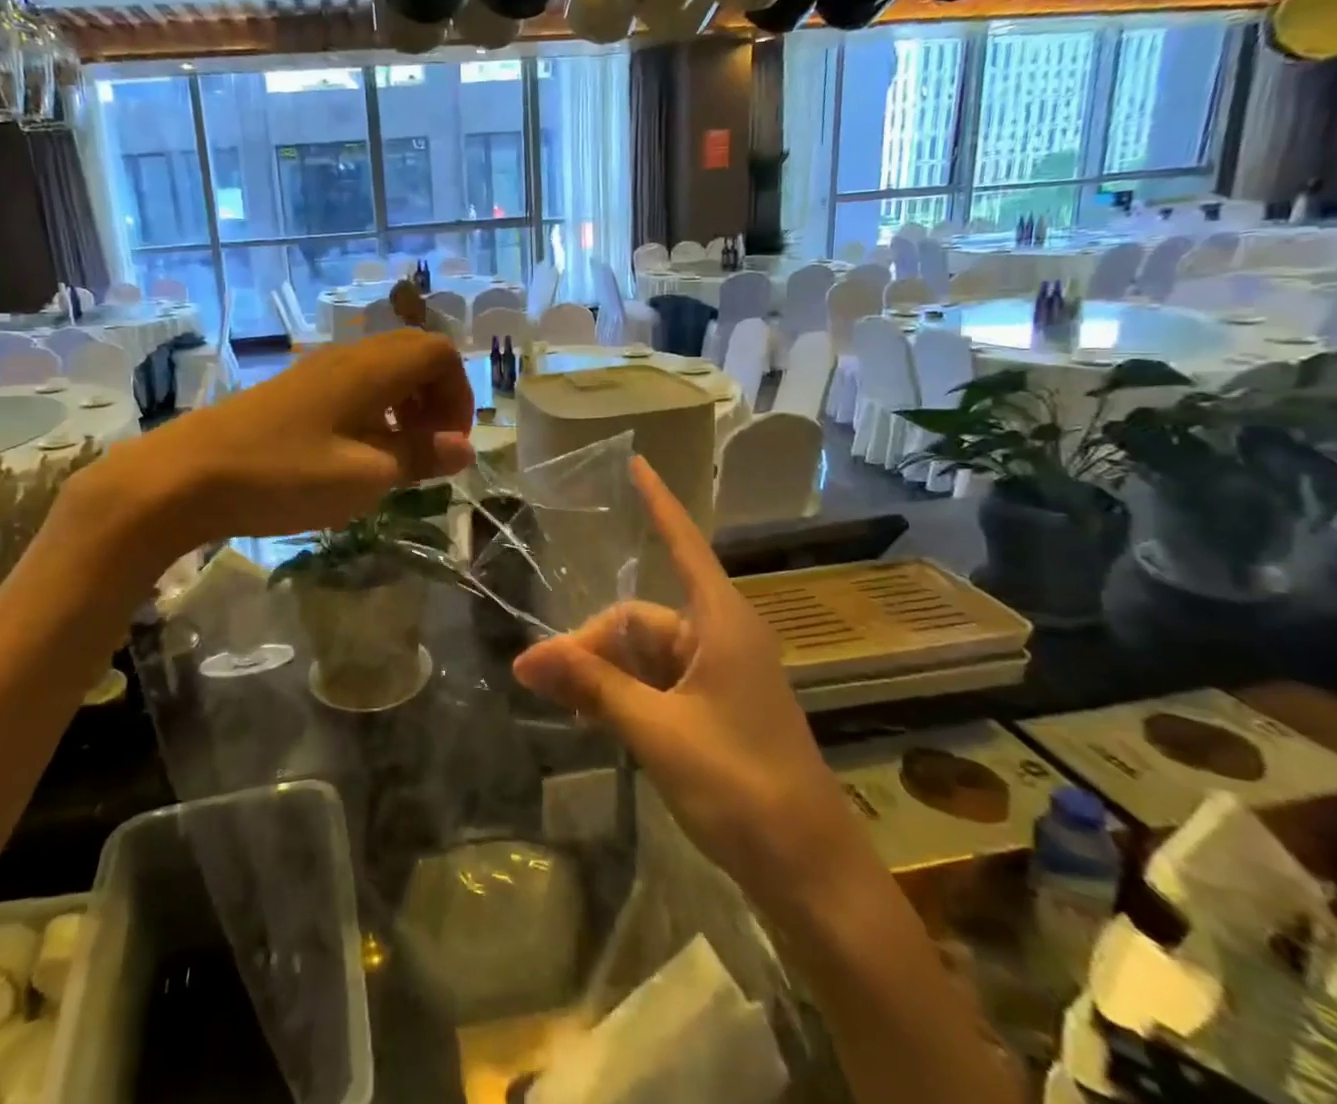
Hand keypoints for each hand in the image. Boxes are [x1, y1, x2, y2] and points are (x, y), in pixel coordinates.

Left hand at [66, 330, 474, 550]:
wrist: (186, 476)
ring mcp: (315, 371)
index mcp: (371, 369)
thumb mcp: (365, 476)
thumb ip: (419, 457)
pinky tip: (353, 455)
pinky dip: (372, 412)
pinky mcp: (292, 391)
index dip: (458, 394)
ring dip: (403, 406)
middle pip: (413, 355)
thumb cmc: (285, 474)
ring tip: (394, 457)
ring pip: (381, 371)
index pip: (439, 352)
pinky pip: (352, 386)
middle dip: (435, 398)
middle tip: (428, 448)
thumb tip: (464, 447)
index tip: (449, 444)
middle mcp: (347, 357)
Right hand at [512, 457, 839, 888]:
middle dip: (594, 644)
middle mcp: (722, 637)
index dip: (658, 503)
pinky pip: (660, 682)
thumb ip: (592, 688)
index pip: (683, 543)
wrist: (811, 873)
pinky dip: (628, 695)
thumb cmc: (741, 786)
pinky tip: (599, 720)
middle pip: (643, 619)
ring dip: (607, 675)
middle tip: (549, 682)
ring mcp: (723, 674)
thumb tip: (525, 659)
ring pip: (647, 655)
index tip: (637, 462)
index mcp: (721, 623)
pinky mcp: (719, 707)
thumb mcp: (657, 732)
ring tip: (570, 709)